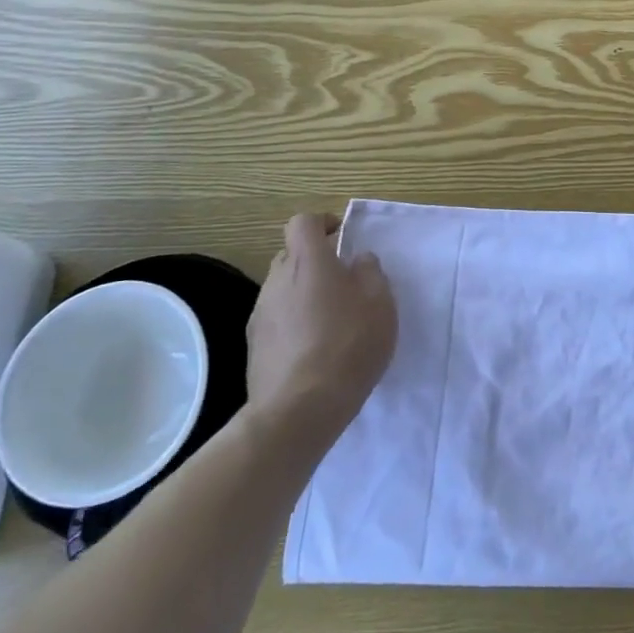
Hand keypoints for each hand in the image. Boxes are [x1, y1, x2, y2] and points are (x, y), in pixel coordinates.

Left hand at [245, 214, 396, 445]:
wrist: (299, 410)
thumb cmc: (348, 345)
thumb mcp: (379, 303)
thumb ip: (370, 272)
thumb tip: (357, 260)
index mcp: (308, 262)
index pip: (303, 222)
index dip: (322, 223)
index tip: (342, 237)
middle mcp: (277, 280)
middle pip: (291, 254)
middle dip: (314, 260)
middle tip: (343, 281)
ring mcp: (260, 314)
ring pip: (283, 288)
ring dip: (303, 293)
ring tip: (330, 320)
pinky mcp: (254, 346)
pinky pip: (276, 319)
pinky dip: (294, 323)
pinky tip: (313, 348)